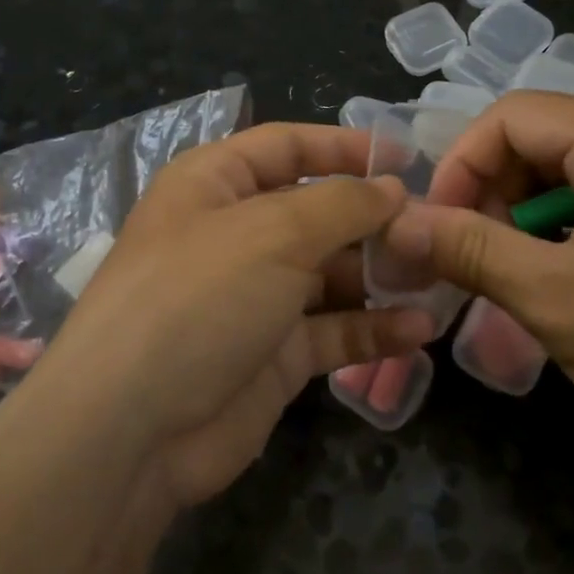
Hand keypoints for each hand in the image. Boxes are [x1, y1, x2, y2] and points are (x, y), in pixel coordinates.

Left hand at [35, 124, 436, 507]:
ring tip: (440, 279)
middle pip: (318, 212)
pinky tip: (419, 330)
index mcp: (216, 184)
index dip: (344, 147)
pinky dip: (373, 329)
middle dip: (375, 220)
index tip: (406, 157)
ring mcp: (255, 297)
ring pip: (332, 274)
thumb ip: (342, 203)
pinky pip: (333, 330)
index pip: (287, 146)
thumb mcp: (273, 232)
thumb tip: (392, 187)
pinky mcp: (273, 354)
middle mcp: (235, 234)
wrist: (133, 428)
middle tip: (436, 231)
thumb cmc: (199, 297)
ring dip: (382, 276)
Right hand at [382, 94, 573, 452]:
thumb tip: (397, 223)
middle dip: (490, 192)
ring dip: (520, 217)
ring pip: (563, 174)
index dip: (461, 163)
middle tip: (469, 255)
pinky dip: (558, 232)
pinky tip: (552, 280)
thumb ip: (468, 249)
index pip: (513, 116)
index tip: (438, 225)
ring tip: (506, 273)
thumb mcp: (553, 297)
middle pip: (538, 140)